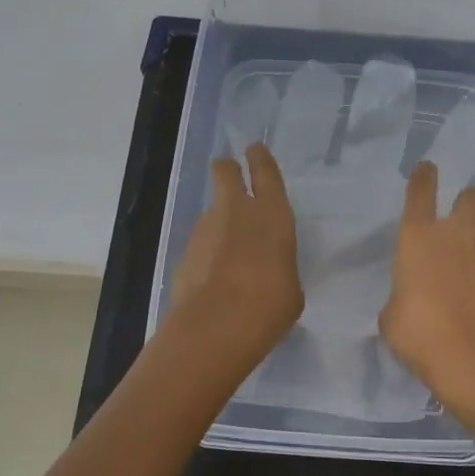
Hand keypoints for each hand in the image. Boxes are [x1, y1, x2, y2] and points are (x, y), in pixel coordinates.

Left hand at [169, 143, 303, 366]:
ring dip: (219, 223)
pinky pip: (200, 244)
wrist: (216, 325)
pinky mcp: (184, 253)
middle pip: (225, 172)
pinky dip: (206, 254)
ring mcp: (205, 230)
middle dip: (228, 170)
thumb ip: (280, 268)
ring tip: (229, 254)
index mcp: (272, 213)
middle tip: (231, 175)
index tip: (254, 150)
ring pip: (211, 212)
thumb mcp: (290, 287)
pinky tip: (214, 279)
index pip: (265, 172)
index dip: (259, 158)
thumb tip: (269, 270)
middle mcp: (236, 211)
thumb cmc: (270, 304)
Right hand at [379, 160, 474, 416]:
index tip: (426, 167)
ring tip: (458, 271)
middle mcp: (454, 238)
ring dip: (472, 246)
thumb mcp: (392, 318)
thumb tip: (410, 301)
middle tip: (465, 204)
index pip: (420, 194)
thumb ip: (400, 299)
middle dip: (470, 198)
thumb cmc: (419, 332)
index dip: (423, 177)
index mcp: (418, 238)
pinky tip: (468, 301)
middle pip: (471, 200)